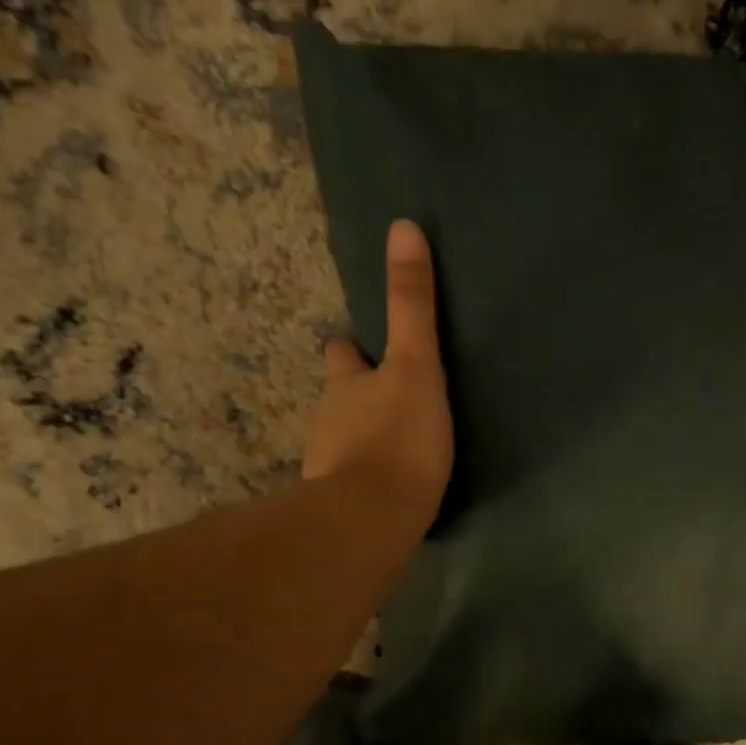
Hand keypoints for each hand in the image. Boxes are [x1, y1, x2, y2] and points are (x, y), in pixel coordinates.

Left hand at [303, 219, 453, 524]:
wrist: (372, 518)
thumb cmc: (399, 437)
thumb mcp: (416, 366)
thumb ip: (412, 305)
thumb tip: (403, 226)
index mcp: (347, 383)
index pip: (343, 355)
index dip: (353, 351)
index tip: (365, 350)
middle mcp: (329, 418)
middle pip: (339, 396)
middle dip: (356, 394)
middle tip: (387, 399)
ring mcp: (329, 463)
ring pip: (343, 438)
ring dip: (363, 436)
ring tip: (395, 446)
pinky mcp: (340, 504)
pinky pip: (353, 478)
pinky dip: (366, 475)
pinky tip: (387, 487)